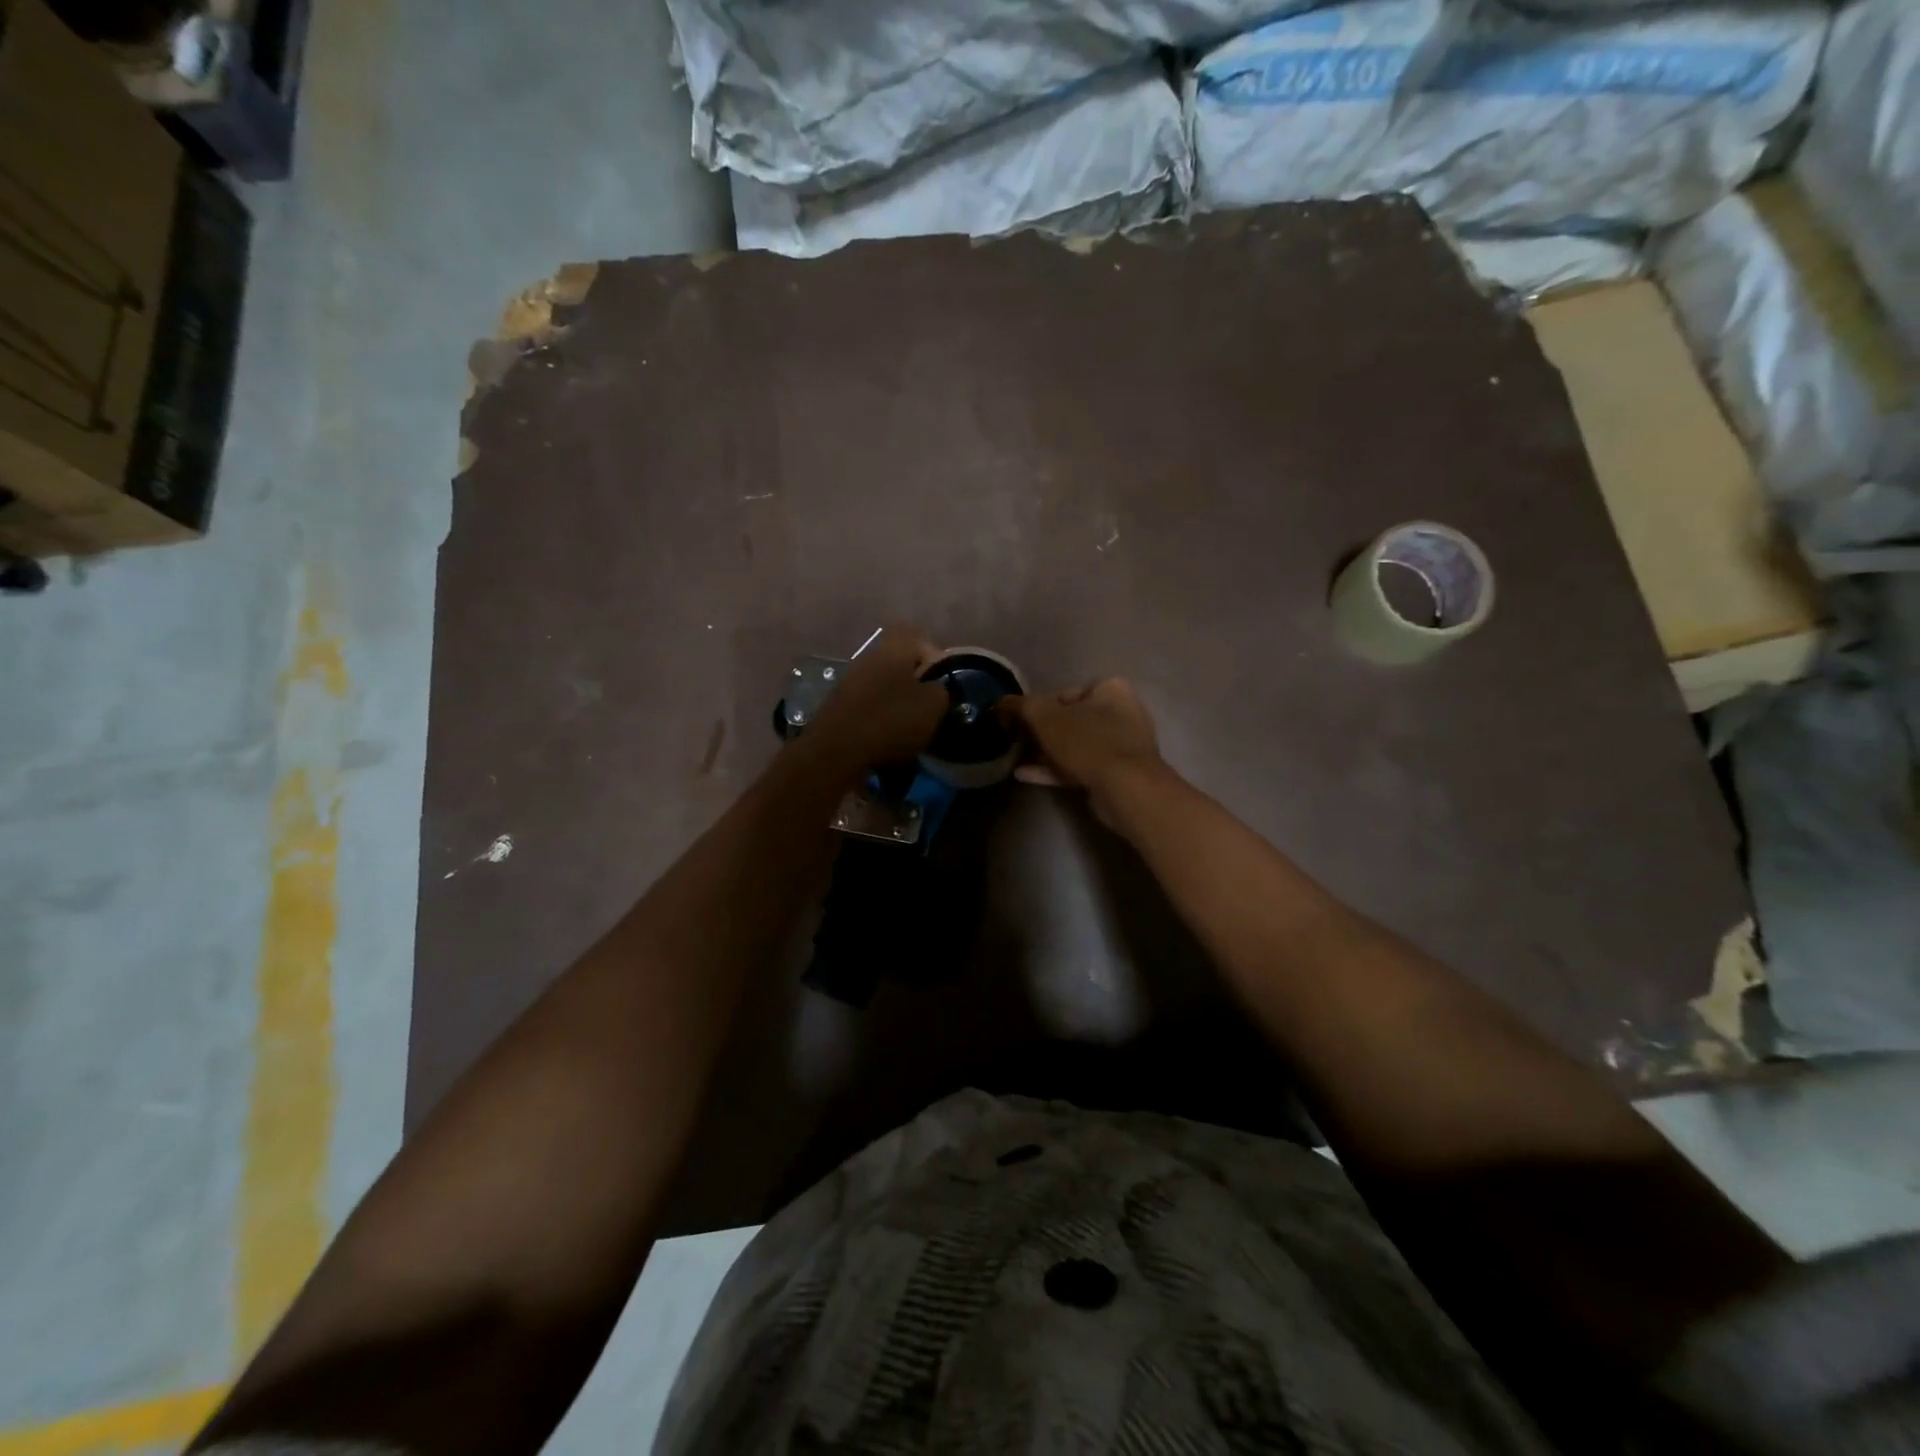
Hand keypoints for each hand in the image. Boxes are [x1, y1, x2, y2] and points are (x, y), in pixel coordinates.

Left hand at [807, 625, 949, 767]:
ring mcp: (848, 681)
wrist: (838, 749)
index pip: (918, 640)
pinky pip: (866, 706)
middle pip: (899, 665)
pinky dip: (877, 719)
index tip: (943, 684)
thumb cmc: (892, 719)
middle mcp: (868, 658)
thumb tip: (936, 690)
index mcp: (893, 649)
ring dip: (895, 704)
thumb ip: (941, 691)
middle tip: (927, 708)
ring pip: (882, 687)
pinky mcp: (836, 706)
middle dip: (914, 685)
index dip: (934, 659)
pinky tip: (886, 739)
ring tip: (908, 729)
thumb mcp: (933, 705)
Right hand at [1001, 678, 1165, 821]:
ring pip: (1075, 746)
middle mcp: (1121, 713)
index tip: (1018, 721)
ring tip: (1016, 759)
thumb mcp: (1045, 717)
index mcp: (1110, 689)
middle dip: (1041, 733)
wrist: (1124, 789)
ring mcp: (1121, 746)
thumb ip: (1021, 706)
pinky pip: (1080, 767)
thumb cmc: (1087, 741)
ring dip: (1045, 753)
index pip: (1065, 693)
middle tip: (1016, 741)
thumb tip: (1000, 703)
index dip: (1037, 707)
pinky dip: (1055, 770)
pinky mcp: (1117, 774)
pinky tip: (1025, 775)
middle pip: (1070, 720)